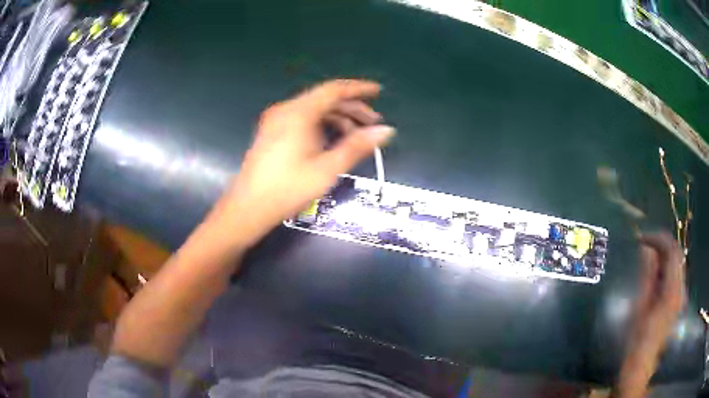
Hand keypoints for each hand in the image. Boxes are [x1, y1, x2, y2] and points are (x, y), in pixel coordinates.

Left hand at [208, 79, 394, 247]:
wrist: (248, 208)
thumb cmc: (288, 189)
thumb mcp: (327, 168)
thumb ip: (357, 146)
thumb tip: (386, 130)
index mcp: (299, 113)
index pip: (334, 89)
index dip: (359, 89)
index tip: (379, 92)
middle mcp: (286, 110)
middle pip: (325, 99)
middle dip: (351, 107)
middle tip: (373, 122)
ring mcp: (276, 120)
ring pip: (314, 109)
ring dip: (337, 117)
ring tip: (357, 135)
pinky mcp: (272, 132)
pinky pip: (303, 119)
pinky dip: (322, 124)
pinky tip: (333, 140)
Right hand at [614, 232, 685, 397]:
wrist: (641, 364)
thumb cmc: (637, 339)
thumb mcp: (640, 306)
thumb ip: (647, 275)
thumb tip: (645, 248)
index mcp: (673, 290)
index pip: (672, 251)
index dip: (658, 239)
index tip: (642, 239)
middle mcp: (680, 288)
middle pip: (676, 255)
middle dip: (661, 246)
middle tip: (643, 247)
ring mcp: (680, 295)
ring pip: (676, 264)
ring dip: (662, 257)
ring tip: (646, 260)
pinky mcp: (676, 301)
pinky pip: (674, 275)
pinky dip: (664, 269)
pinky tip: (653, 276)